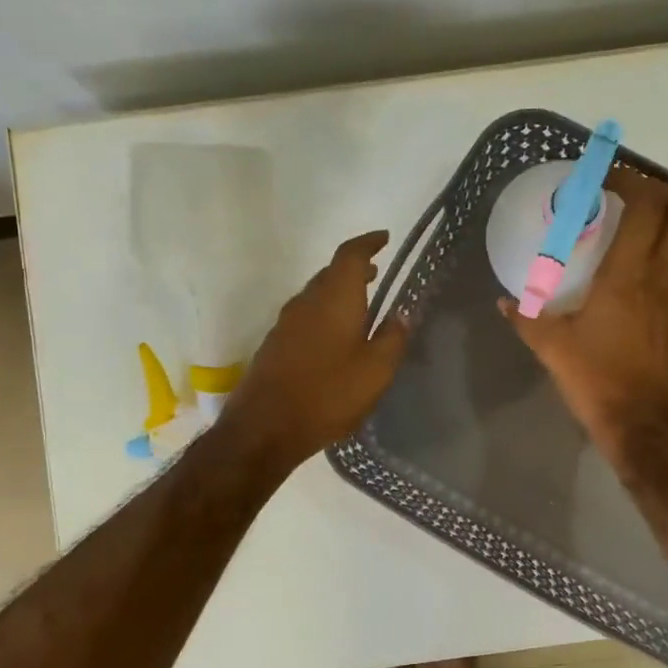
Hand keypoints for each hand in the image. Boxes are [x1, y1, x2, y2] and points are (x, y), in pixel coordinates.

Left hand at [222, 230, 408, 471]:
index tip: (384, 238)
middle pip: (331, 273)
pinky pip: (306, 316)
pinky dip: (325, 314)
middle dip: (355, 269)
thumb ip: (393, 338)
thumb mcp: (375, 371)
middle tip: (377, 273)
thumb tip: (402, 313)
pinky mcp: (275, 345)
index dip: (368, 243)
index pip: (350, 255)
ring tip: (361, 305)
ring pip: (316, 295)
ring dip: (339, 293)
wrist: (264, 428)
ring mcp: (286, 323)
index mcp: (334, 299)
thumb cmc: (328, 395)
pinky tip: (336, 338)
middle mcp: (307, 302)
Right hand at [502, 167, 667, 462]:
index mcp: (625, 278)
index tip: (610, 179)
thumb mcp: (551, 347)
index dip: (634, 183)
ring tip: (657, 218)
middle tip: (636, 193)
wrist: (637, 422)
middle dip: (665, 192)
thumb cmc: (594, 379)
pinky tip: (664, 258)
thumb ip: (527, 318)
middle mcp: (659, 279)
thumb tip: (504, 302)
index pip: (645, 211)